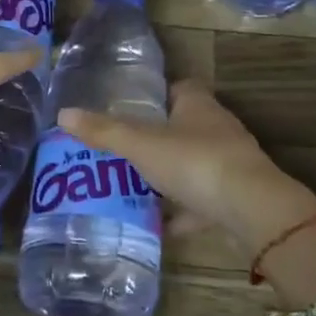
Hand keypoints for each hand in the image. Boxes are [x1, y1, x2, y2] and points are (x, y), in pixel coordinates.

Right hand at [58, 81, 315, 255]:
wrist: (252, 209)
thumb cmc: (195, 161)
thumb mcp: (141, 144)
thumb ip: (104, 131)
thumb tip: (63, 114)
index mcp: (197, 104)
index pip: (178, 88)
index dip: (156, 95)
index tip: (130, 108)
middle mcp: (217, 127)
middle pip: (184, 127)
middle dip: (158, 138)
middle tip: (123, 151)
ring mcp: (229, 163)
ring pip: (194, 164)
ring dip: (170, 176)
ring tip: (134, 187)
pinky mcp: (236, 197)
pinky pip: (203, 201)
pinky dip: (184, 212)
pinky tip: (160, 226)